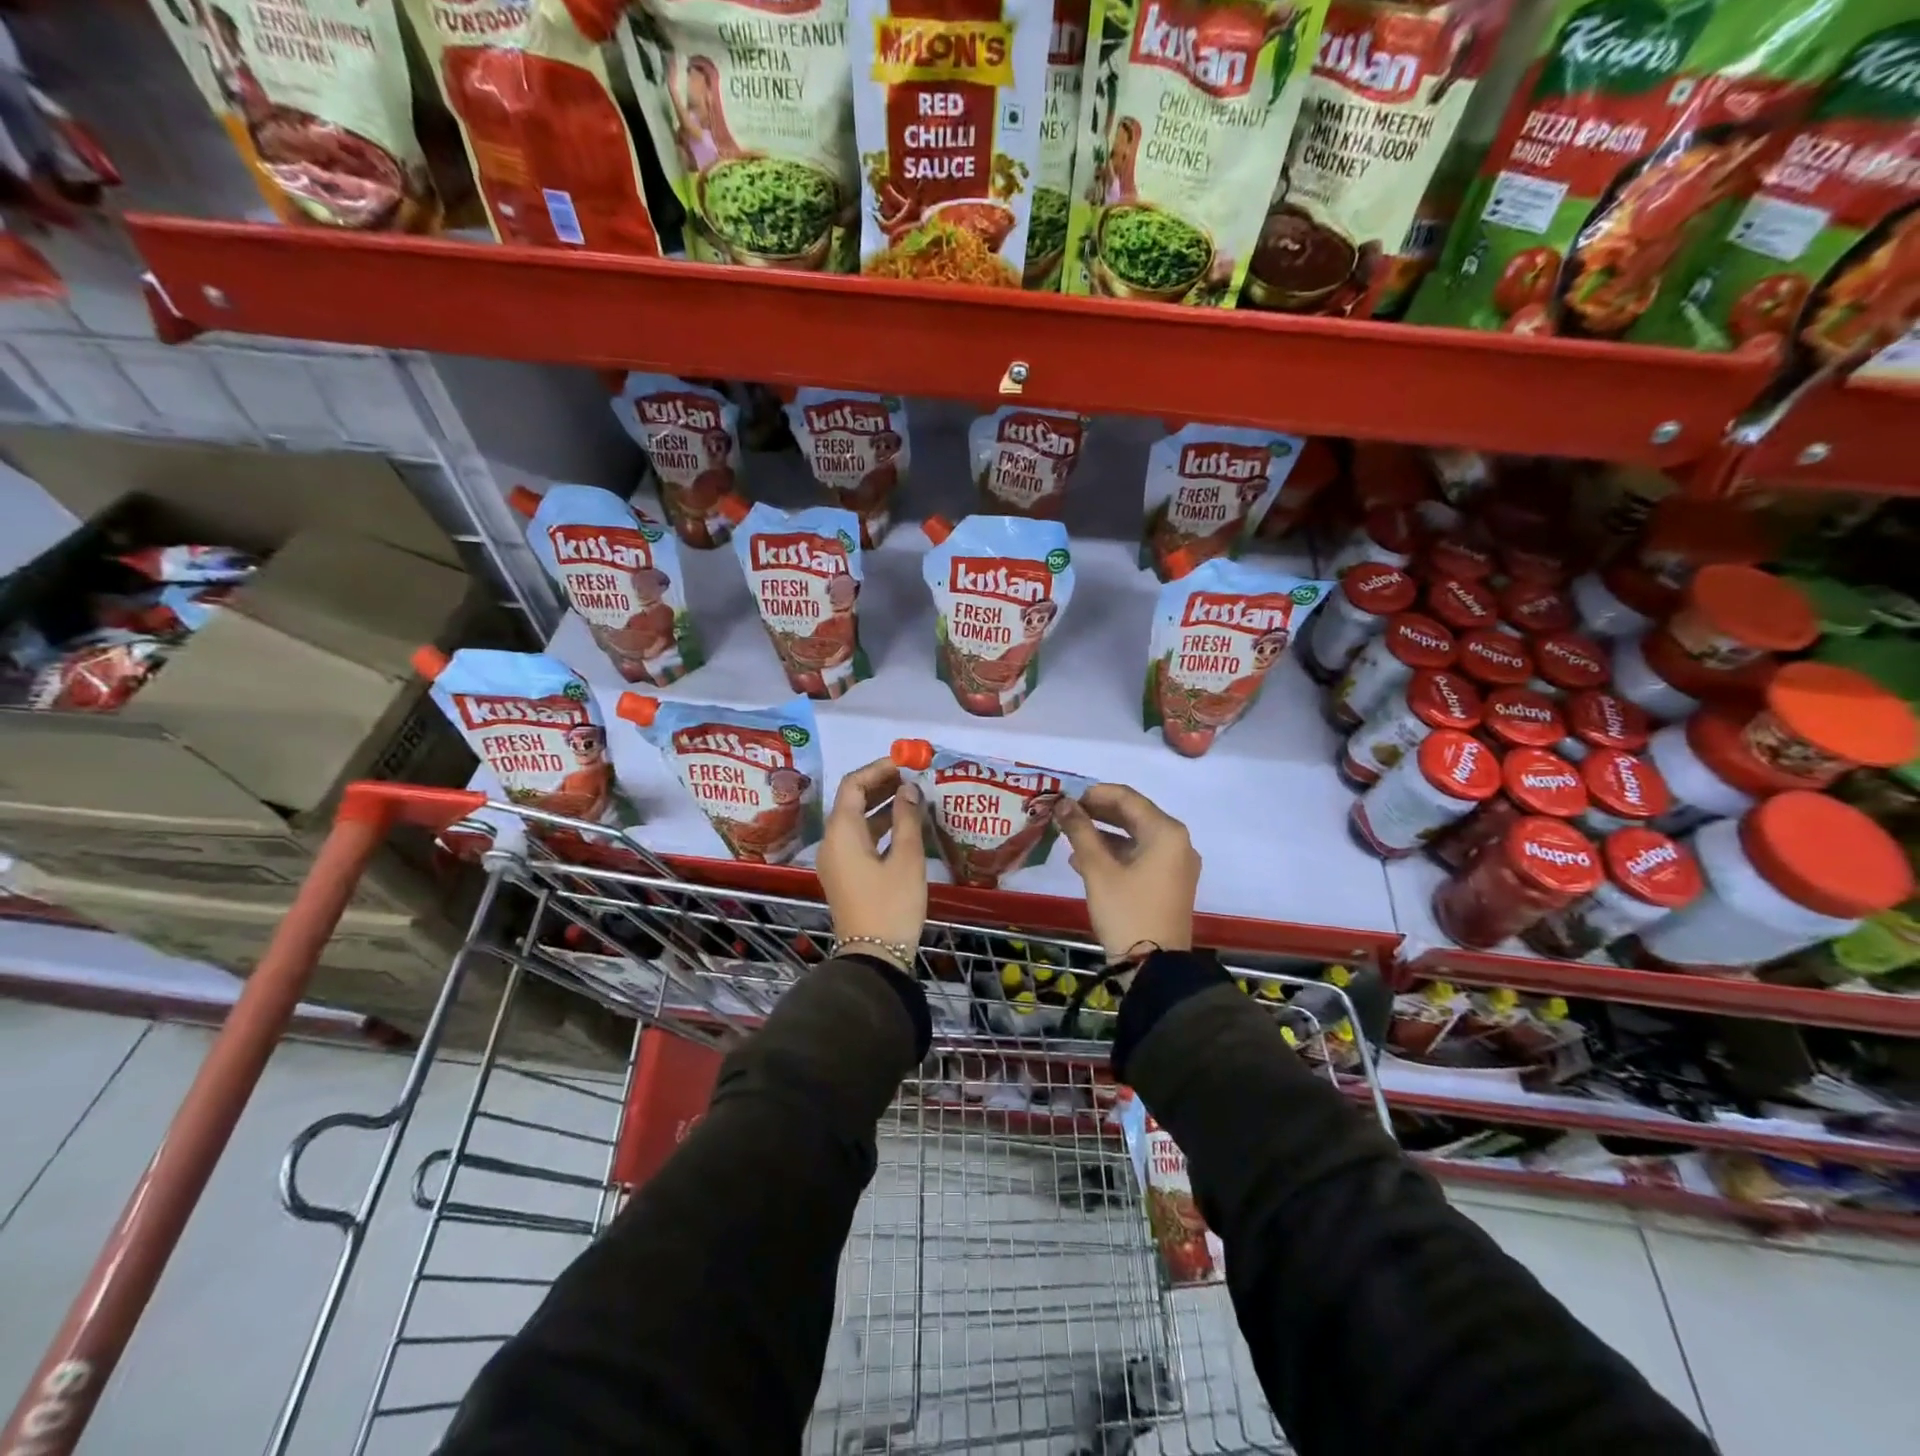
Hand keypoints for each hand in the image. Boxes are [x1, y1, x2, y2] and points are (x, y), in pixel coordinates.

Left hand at [817, 757, 926, 968]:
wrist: (874, 958)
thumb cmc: (891, 904)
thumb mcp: (906, 859)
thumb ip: (907, 818)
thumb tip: (908, 789)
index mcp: (842, 832)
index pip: (853, 785)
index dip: (878, 769)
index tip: (905, 762)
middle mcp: (833, 842)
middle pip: (852, 800)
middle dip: (880, 784)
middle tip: (912, 775)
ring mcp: (837, 860)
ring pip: (857, 820)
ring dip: (882, 805)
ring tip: (913, 794)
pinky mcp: (847, 875)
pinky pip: (860, 839)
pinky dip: (880, 826)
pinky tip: (905, 824)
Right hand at [1051, 784, 1199, 963]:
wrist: (1154, 969)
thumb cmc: (1126, 912)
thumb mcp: (1098, 870)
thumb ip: (1080, 831)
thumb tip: (1063, 804)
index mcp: (1166, 833)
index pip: (1127, 797)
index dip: (1094, 794)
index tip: (1065, 798)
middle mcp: (1177, 842)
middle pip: (1133, 814)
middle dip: (1098, 812)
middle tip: (1065, 814)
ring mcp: (1176, 865)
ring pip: (1135, 836)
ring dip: (1103, 833)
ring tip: (1069, 836)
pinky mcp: (1170, 883)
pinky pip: (1141, 856)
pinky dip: (1115, 853)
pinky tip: (1084, 861)